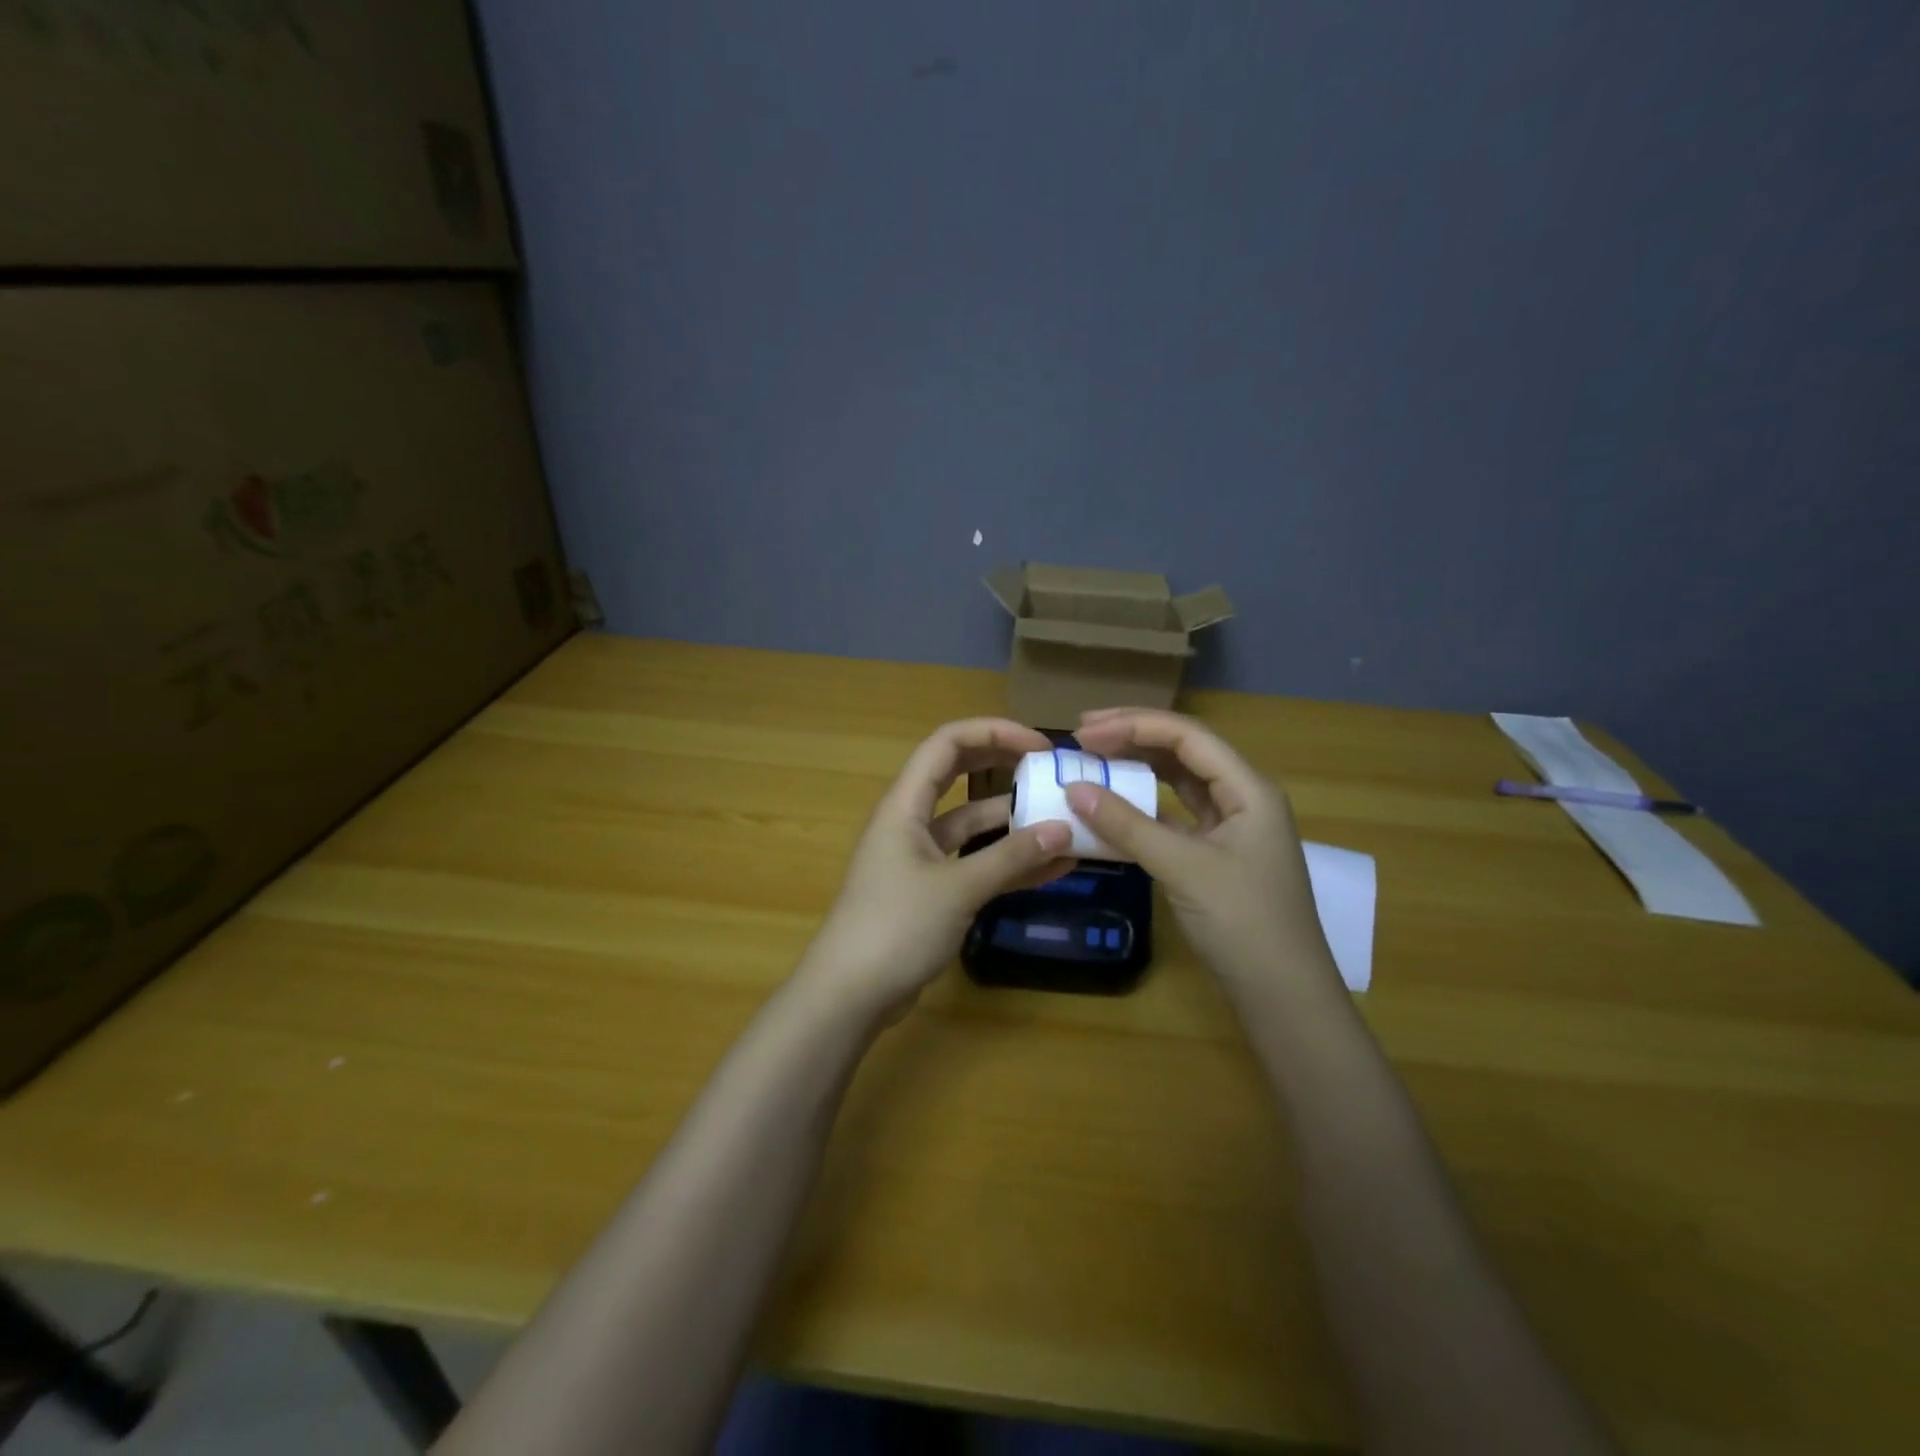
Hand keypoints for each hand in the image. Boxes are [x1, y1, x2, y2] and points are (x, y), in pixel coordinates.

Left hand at [797, 718, 1075, 1019]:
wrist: (849, 995)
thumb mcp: (958, 889)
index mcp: (905, 804)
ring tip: (1065, 822)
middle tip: (1052, 771)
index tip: (1040, 746)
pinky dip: (1008, 862)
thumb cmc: (895, 927)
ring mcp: (921, 857)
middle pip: (960, 775)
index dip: (993, 733)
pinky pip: (975, 863)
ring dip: (1014, 821)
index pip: (947, 744)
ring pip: (972, 824)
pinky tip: (1052, 867)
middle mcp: (911, 822)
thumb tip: (1064, 829)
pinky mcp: (931, 891)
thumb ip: (1011, 858)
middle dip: (1005, 766)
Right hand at [1067, 708, 1337, 990]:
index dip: (1134, 725)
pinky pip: (1173, 816)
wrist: (1283, 994)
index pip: (1186, 737)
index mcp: (1248, 788)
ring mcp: (1229, 827)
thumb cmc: (1244, 922)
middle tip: (1082, 736)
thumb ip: (1127, 826)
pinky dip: (1142, 808)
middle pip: (1183, 752)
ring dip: (1137, 770)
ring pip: (1178, 783)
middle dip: (1133, 738)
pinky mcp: (1214, 854)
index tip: (1085, 732)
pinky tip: (1112, 809)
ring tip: (1093, 762)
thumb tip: (1074, 790)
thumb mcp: (1183, 868)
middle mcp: (1242, 797)